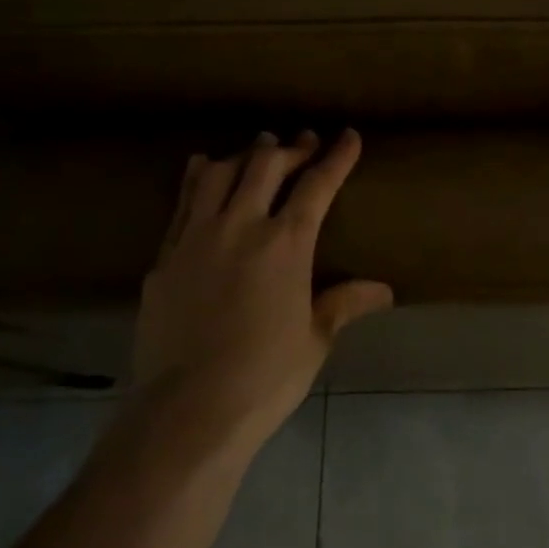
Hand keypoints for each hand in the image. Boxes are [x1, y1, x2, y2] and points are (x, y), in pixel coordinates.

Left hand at [134, 129, 392, 445]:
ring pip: (217, 173)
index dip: (337, 157)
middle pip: (265, 165)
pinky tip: (202, 173)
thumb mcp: (314, 339)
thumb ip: (344, 303)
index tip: (349, 136)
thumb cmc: (264, 377)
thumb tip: (384, 290)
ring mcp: (195, 238)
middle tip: (304, 141)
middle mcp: (239, 226)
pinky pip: (182, 202)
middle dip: (291, 147)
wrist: (186, 411)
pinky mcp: (163, 257)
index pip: (317, 185)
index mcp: (285, 244)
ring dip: (243, 155)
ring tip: (256, 150)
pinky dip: (198, 179)